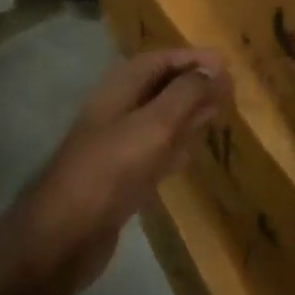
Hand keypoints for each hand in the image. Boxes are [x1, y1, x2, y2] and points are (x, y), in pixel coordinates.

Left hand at [23, 48, 228, 289]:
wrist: (65, 235)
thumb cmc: (112, 169)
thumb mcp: (156, 124)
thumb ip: (187, 93)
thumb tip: (214, 68)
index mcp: (120, 89)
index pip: (160, 60)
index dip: (193, 59)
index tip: (226, 65)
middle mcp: (117, 110)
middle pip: (160, 87)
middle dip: (193, 84)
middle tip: (229, 89)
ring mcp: (117, 145)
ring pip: (159, 119)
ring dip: (187, 113)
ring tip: (218, 112)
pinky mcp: (120, 177)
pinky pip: (154, 151)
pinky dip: (175, 145)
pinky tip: (192, 151)